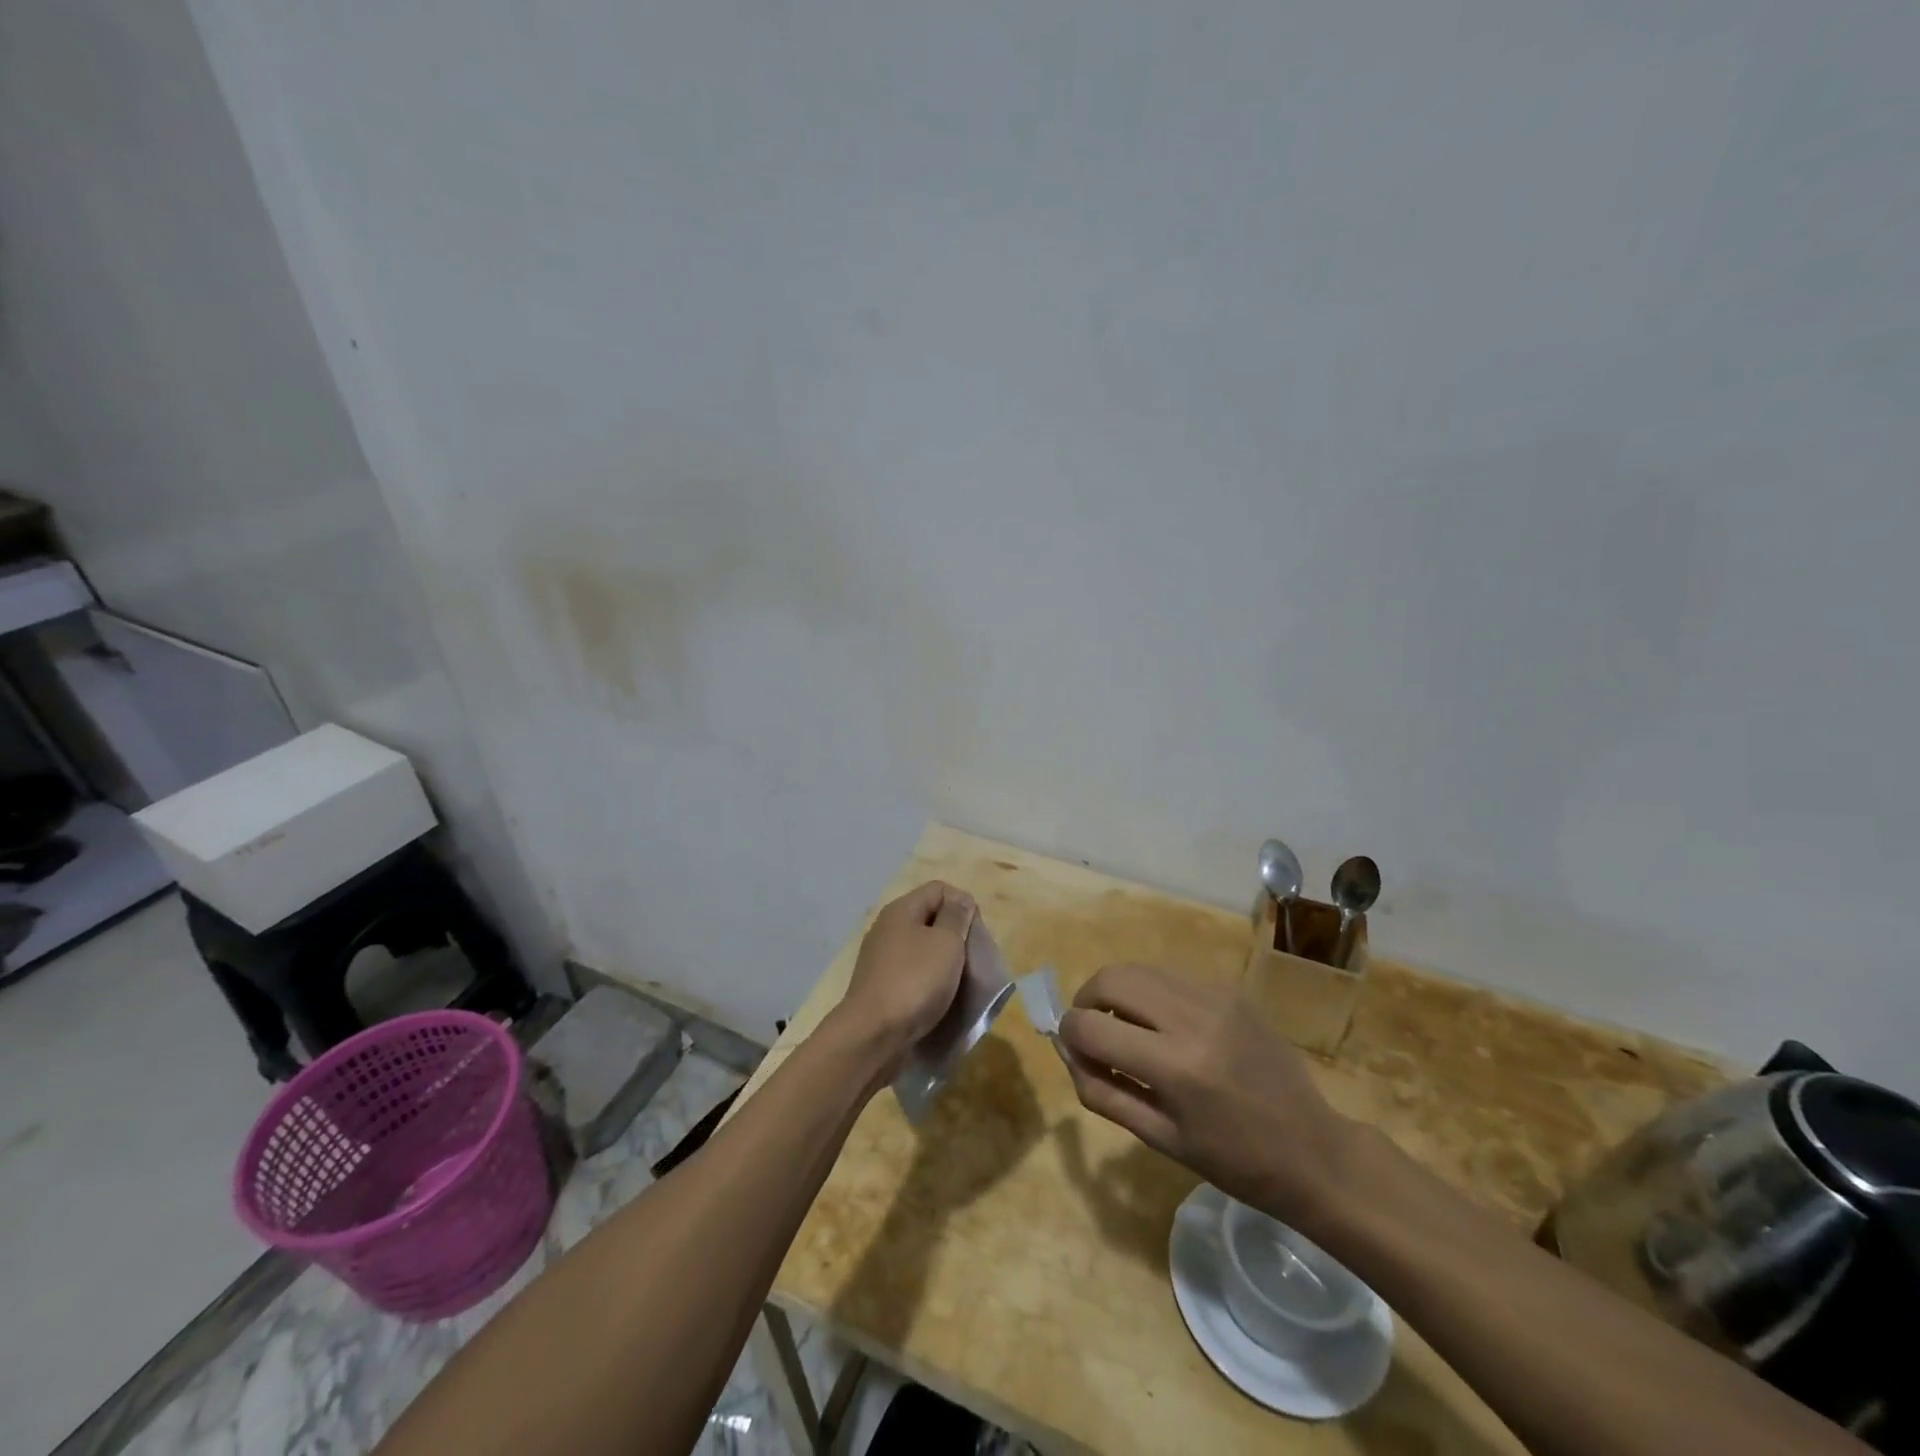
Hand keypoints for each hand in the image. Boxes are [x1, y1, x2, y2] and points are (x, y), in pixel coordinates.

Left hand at [835, 881, 976, 1067]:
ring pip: (921, 949)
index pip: (939, 889)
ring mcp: (881, 959)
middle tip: (972, 959)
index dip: (962, 903)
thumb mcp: (946, 943)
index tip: (976, 933)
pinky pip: (911, 974)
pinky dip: (928, 983)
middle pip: (929, 918)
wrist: (873, 1036)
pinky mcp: (880, 987)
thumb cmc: (915, 981)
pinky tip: (939, 999)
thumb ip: (956, 917)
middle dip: (954, 935)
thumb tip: (960, 899)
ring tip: (960, 982)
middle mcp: (887, 929)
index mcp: (901, 910)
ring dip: (942, 962)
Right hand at [1059, 964, 1352, 1224]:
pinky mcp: (1230, 989)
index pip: (1090, 1026)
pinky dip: (1152, 994)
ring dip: (1117, 993)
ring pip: (1138, 969)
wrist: (1314, 1150)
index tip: (1074, 1049)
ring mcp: (1215, 996)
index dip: (1068, 1034)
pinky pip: (1170, 976)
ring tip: (1126, 1027)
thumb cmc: (1234, 1161)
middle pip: (1110, 979)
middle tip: (1092, 1029)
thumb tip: (1065, 1049)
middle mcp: (1192, 1017)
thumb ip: (1101, 1089)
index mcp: (1175, 1067)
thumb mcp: (1158, 1139)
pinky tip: (1165, 1026)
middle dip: (1086, 1000)